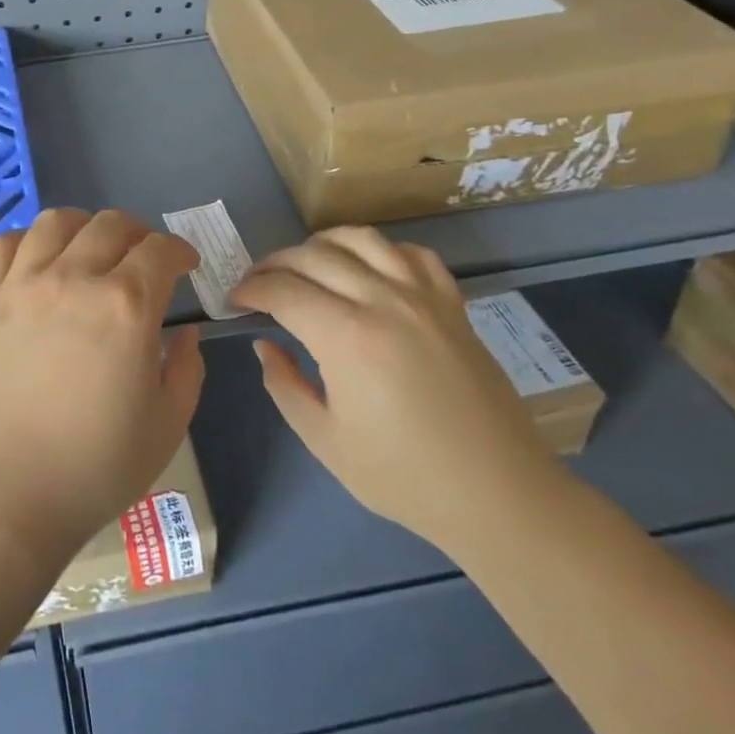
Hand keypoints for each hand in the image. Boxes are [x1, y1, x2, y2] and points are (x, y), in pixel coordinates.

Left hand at [0, 209, 204, 566]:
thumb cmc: (91, 471)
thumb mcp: (166, 427)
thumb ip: (186, 370)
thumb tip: (185, 333)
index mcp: (125, 306)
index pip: (160, 251)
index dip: (179, 251)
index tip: (184, 266)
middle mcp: (72, 279)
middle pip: (111, 225)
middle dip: (138, 234)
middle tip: (142, 258)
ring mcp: (19, 285)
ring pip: (55, 223)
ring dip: (83, 227)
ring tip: (88, 249)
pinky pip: (1, 246)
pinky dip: (25, 241)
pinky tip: (33, 260)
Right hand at [230, 228, 563, 553]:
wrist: (499, 494)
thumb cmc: (405, 476)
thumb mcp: (325, 441)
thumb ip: (284, 385)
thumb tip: (266, 344)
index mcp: (347, 337)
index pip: (283, 290)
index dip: (251, 289)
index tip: (235, 300)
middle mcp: (383, 301)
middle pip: (314, 256)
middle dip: (275, 264)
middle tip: (259, 284)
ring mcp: (423, 296)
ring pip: (361, 239)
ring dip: (322, 244)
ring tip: (306, 265)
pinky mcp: (452, 303)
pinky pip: (411, 253)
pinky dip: (380, 251)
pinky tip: (369, 270)